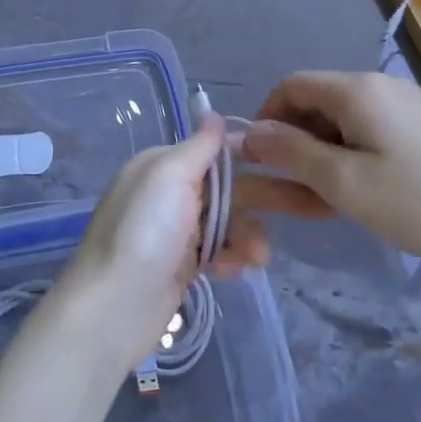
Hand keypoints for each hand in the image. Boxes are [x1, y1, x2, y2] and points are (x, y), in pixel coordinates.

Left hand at [45, 114, 269, 375]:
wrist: (115, 308)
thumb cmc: (145, 232)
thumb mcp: (169, 176)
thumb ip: (198, 146)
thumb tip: (213, 113)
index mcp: (161, 167)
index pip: (212, 151)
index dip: (248, 154)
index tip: (287, 159)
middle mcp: (167, 195)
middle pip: (226, 188)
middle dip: (261, 200)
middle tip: (306, 207)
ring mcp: (174, 233)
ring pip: (227, 223)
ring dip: (247, 236)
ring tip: (257, 258)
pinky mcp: (181, 267)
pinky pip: (218, 252)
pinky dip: (230, 258)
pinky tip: (232, 271)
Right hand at [241, 70, 420, 271]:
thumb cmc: (417, 202)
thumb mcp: (343, 182)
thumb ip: (291, 154)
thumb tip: (250, 133)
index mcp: (357, 90)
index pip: (291, 86)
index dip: (267, 119)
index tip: (260, 162)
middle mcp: (378, 86)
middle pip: (316, 103)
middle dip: (293, 142)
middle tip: (287, 191)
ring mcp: (403, 106)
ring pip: (340, 123)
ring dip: (319, 155)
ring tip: (320, 200)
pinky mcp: (419, 128)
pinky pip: (367, 134)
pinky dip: (348, 158)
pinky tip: (353, 193)